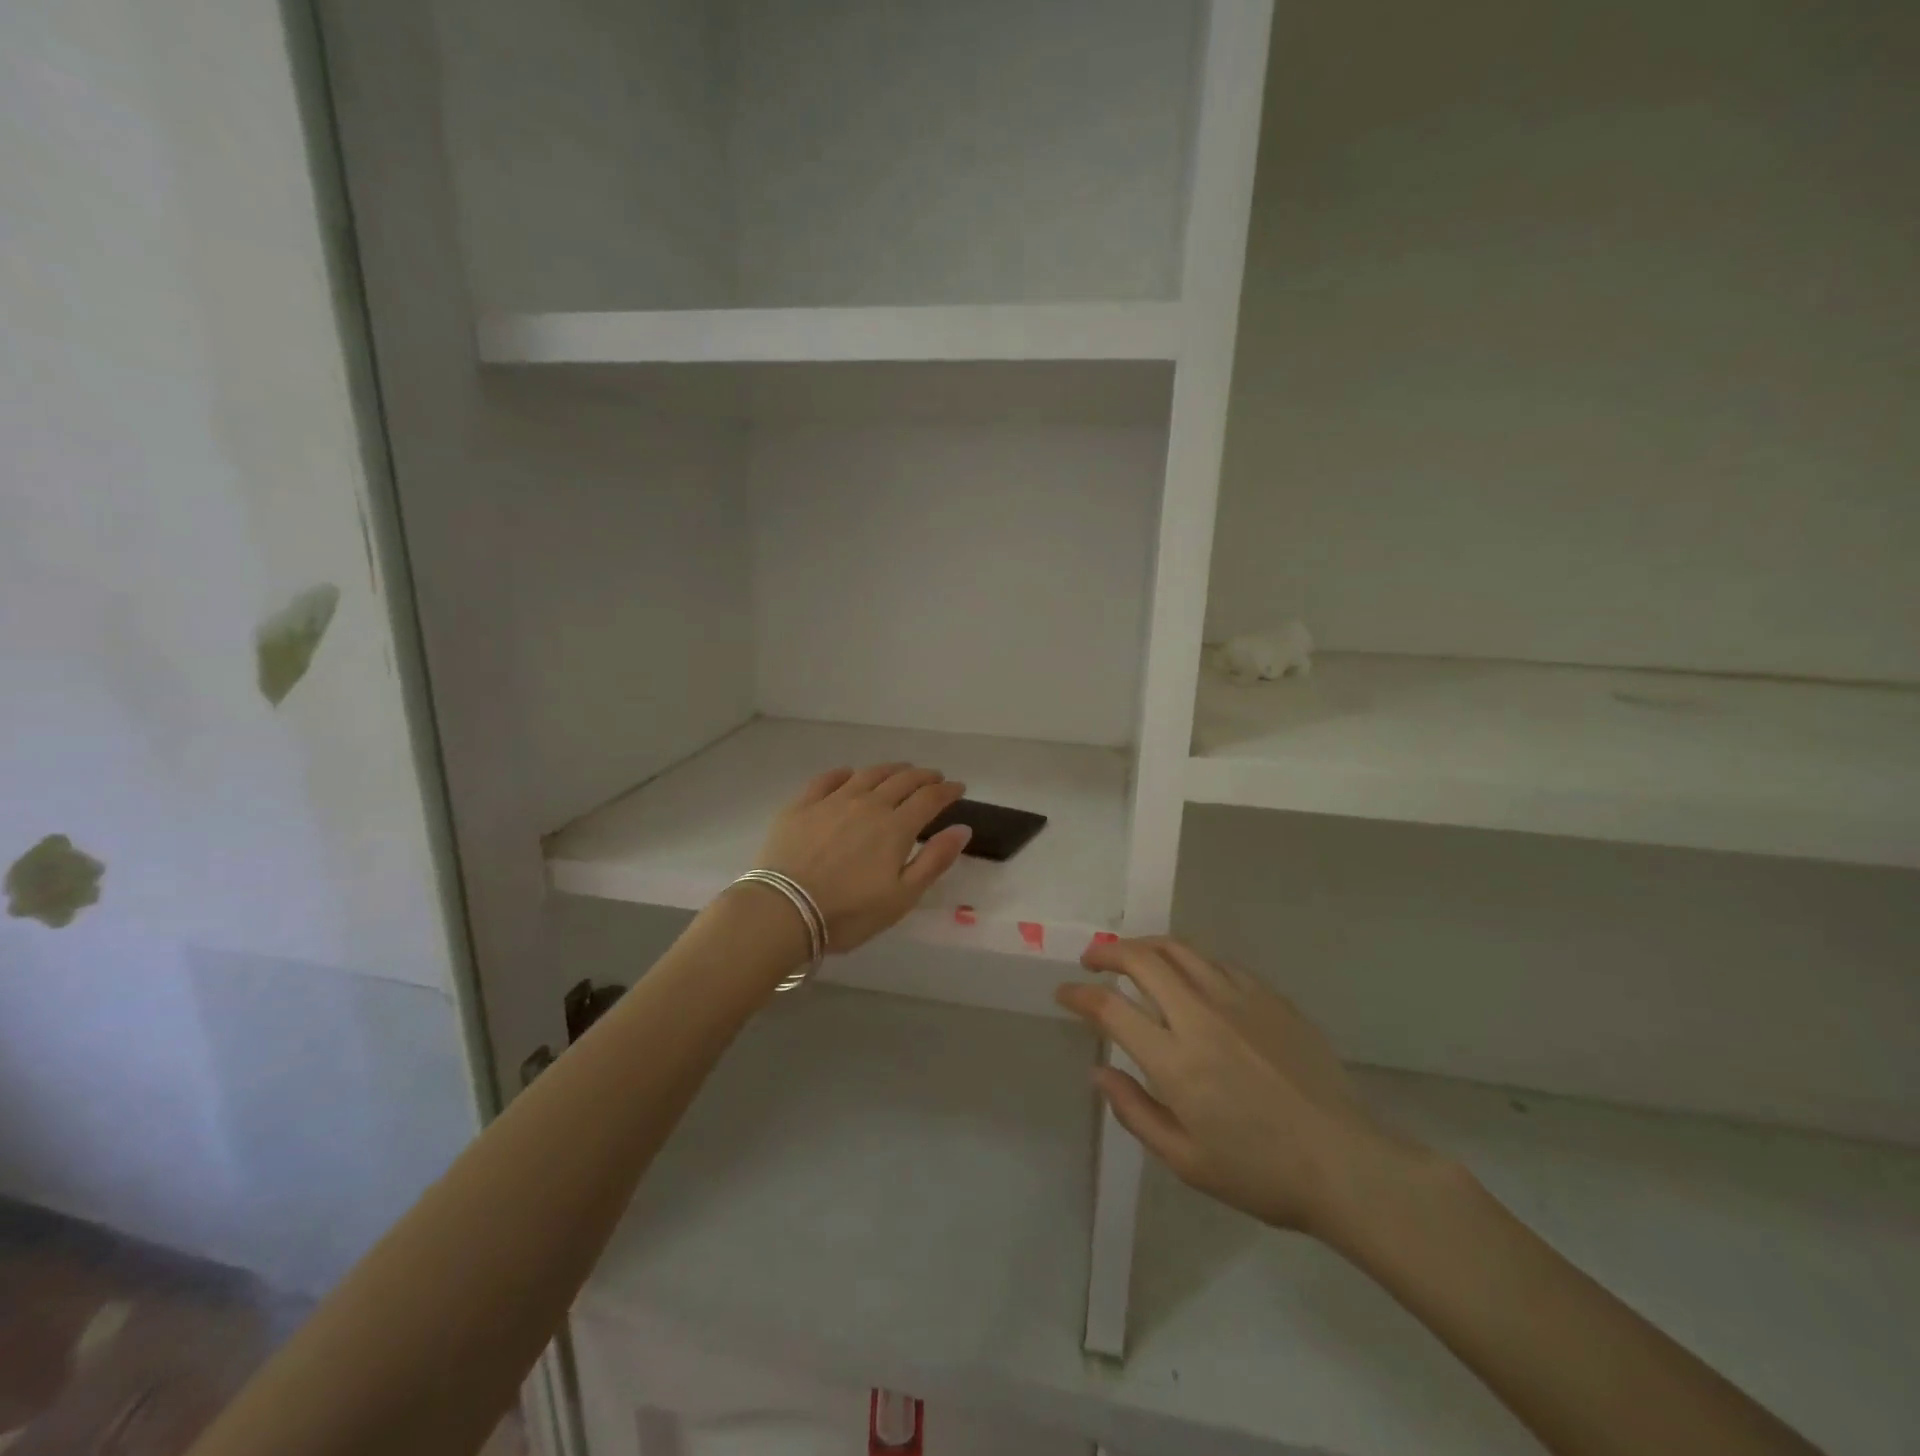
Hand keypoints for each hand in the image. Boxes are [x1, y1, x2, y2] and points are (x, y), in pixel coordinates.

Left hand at [754, 763, 972, 952]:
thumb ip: (934, 860)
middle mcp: (868, 805)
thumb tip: (963, 828)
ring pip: (868, 774)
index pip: (929, 799)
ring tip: (900, 770)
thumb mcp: (902, 897)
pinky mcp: (801, 805)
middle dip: (923, 776)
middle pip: (902, 781)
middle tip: (934, 777)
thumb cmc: (848, 913)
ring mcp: (832, 801)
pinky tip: (849, 775)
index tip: (959, 787)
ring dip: (890, 769)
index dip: (947, 791)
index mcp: (895, 827)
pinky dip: (844, 773)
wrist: (783, 910)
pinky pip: (827, 779)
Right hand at [1057, 936, 1427, 1242]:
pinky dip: (1189, 961)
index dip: (1080, 995)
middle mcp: (1201, 1017)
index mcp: (1176, 1061)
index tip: (1064, 994)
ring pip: (1180, 949)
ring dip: (1146, 946)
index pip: (1111, 1008)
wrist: (1345, 1163)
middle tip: (1092, 960)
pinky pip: (1217, 963)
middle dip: (1107, 952)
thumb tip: (1098, 1072)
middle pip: (1142, 960)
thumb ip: (1134, 1111)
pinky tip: (1188, 977)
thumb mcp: (1186, 1161)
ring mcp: (1238, 999)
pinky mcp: (1269, 996)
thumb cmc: (1260, 1173)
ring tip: (1132, 956)